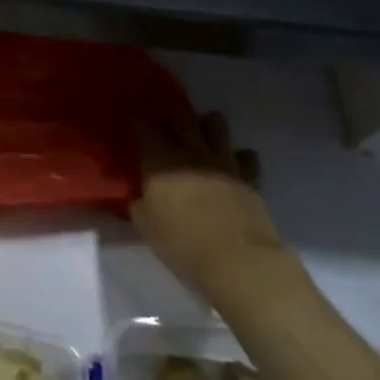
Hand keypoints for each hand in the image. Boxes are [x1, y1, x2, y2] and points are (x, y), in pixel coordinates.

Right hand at [132, 112, 289, 304]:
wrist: (239, 261)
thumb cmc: (183, 244)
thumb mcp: (146, 226)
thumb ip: (139, 204)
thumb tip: (137, 196)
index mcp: (160, 160)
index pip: (142, 128)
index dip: (135, 125)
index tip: (131, 129)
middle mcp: (191, 151)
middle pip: (181, 117)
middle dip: (172, 118)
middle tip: (166, 130)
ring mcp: (223, 161)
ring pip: (216, 124)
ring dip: (207, 126)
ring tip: (201, 138)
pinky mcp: (249, 176)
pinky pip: (245, 156)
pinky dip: (238, 157)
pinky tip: (232, 166)